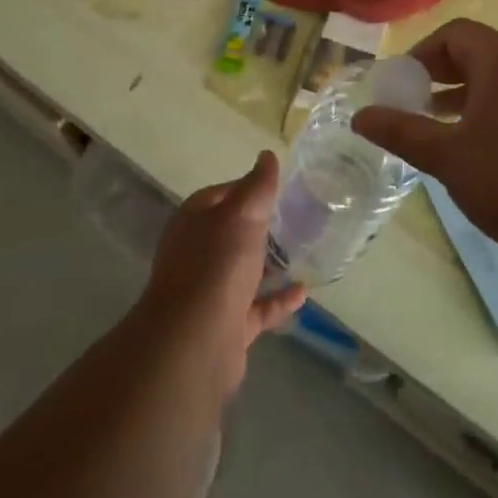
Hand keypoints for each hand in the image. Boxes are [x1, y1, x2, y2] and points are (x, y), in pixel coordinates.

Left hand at [136, 151, 305, 395]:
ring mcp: (210, 294)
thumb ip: (258, 185)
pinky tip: (303, 292)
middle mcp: (197, 255)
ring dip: (269, 263)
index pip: (221, 195)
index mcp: (194, 222)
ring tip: (303, 250)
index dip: (247, 187)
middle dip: (259, 226)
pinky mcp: (227, 327)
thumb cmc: (217, 264)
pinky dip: (278, 300)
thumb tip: (267, 155)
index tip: (277, 186)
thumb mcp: (242, 213)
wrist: (195, 342)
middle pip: (231, 234)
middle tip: (296, 216)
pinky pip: (257, 308)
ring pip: (243, 272)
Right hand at [354, 19, 497, 259]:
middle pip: (480, 54)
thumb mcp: (446, 155)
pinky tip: (480, 150)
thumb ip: (401, 131)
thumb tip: (360, 117)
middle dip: (442, 75)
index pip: (457, 33)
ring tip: (440, 127)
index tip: (402, 83)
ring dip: (467, 97)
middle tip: (415, 103)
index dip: (424, 52)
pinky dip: (493, 112)